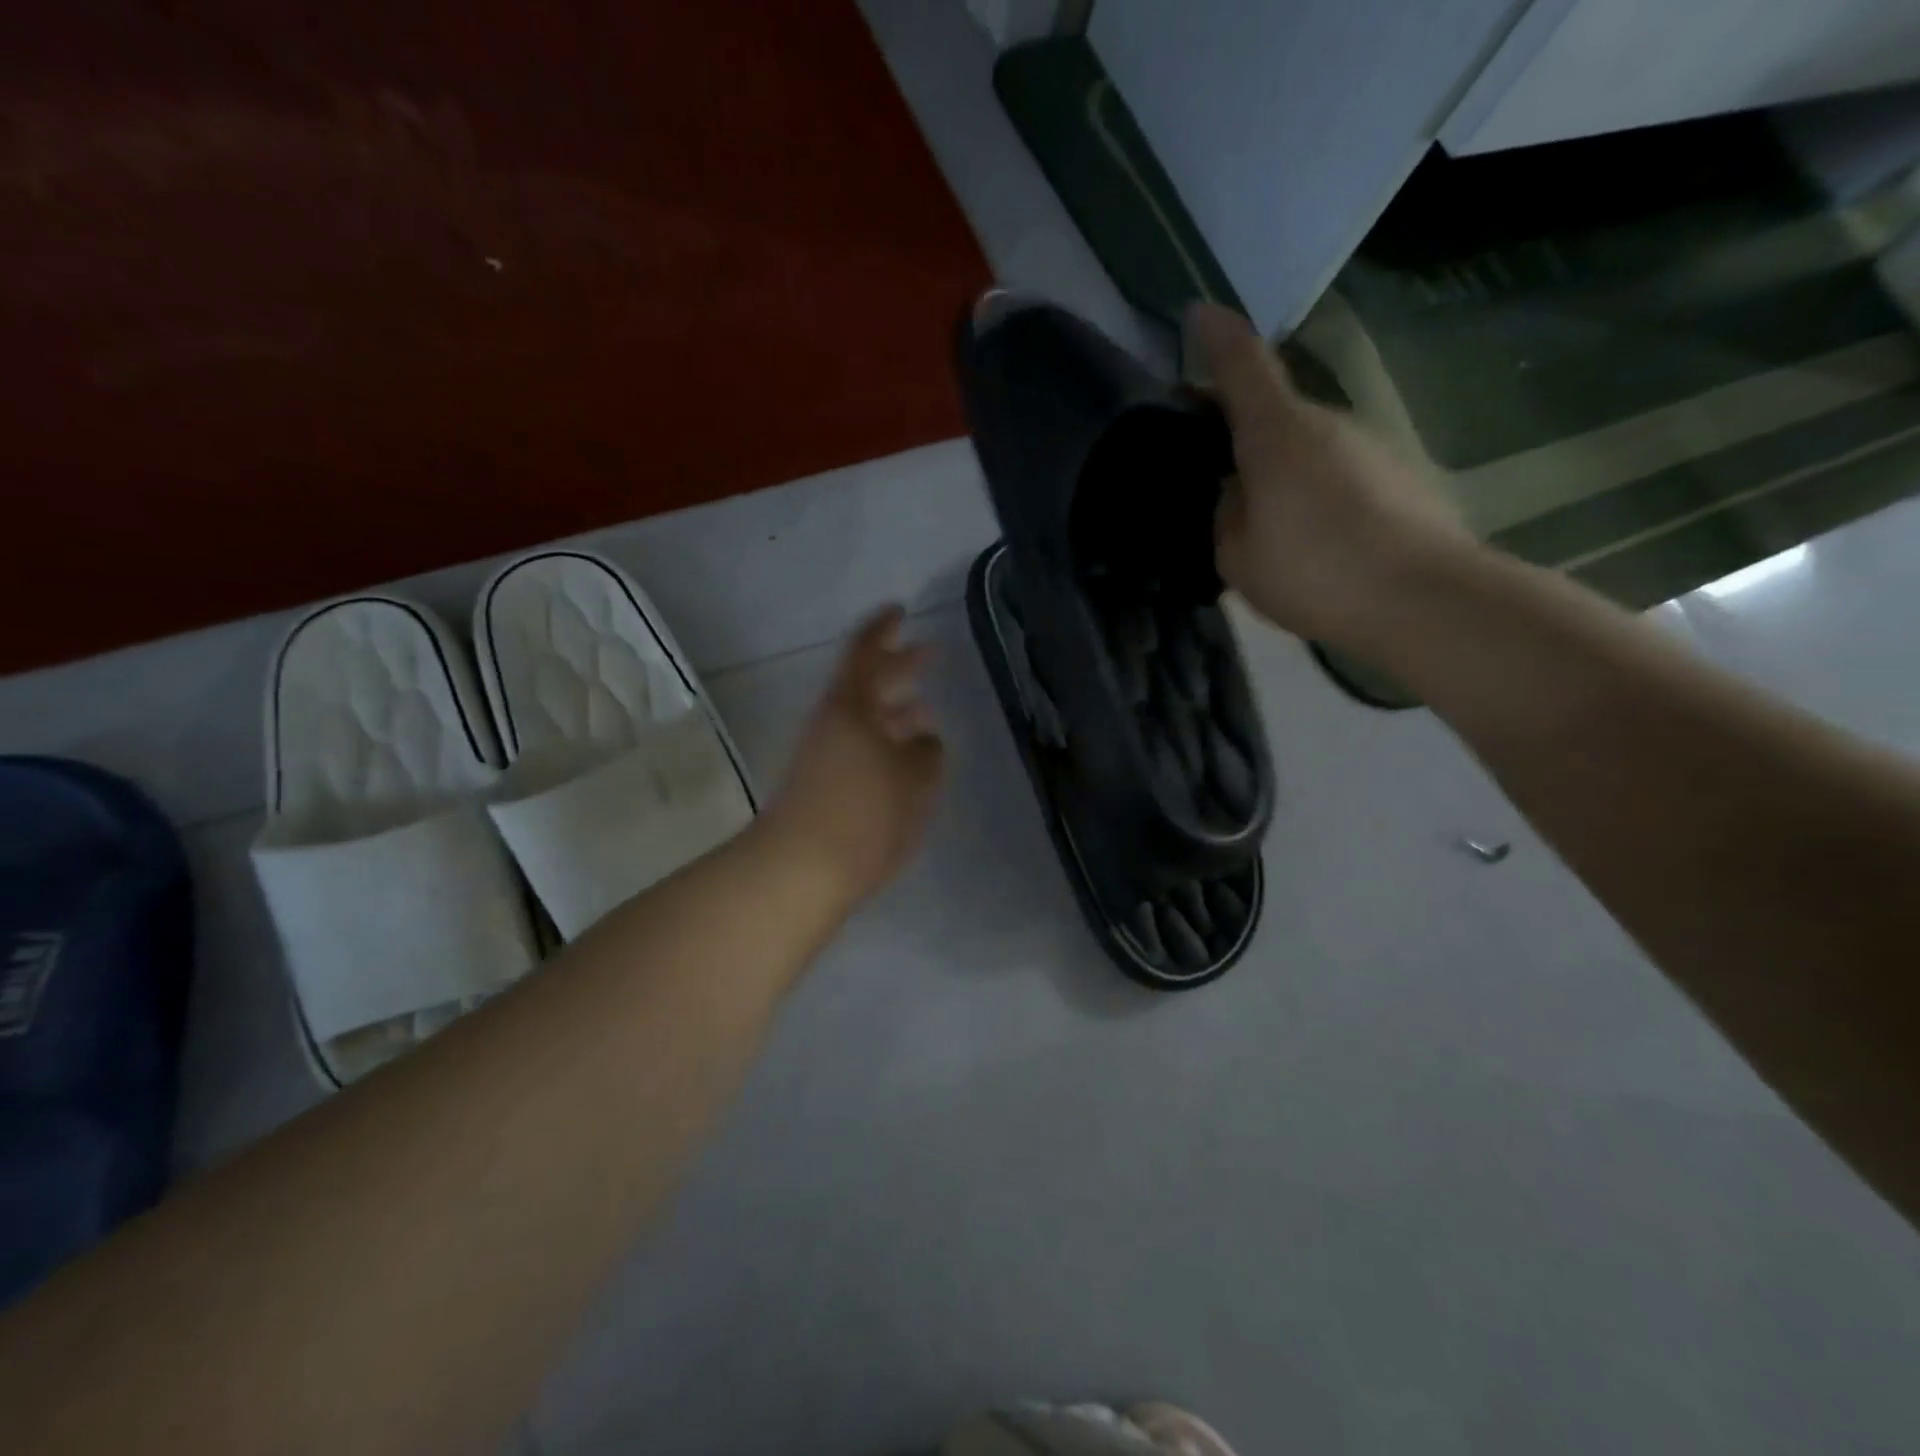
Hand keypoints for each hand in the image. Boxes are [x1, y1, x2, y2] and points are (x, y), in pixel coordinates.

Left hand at [764, 606, 945, 904]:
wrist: (800, 871)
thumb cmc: (862, 814)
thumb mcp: (913, 780)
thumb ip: (927, 753)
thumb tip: (925, 741)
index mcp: (851, 707)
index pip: (866, 652)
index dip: (884, 628)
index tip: (901, 610)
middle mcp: (832, 723)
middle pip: (866, 683)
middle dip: (899, 666)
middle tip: (929, 653)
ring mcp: (822, 755)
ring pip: (864, 719)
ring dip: (894, 710)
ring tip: (927, 712)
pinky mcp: (821, 786)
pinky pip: (859, 748)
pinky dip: (884, 743)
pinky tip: (905, 760)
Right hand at [1189, 303, 1475, 648]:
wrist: (1424, 598)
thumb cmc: (1314, 571)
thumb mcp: (1237, 555)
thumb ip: (1226, 513)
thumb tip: (1237, 492)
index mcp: (1276, 432)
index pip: (1242, 363)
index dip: (1215, 336)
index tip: (1197, 314)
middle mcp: (1323, 422)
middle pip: (1269, 406)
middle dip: (1233, 421)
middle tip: (1202, 456)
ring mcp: (1365, 444)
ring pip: (1301, 442)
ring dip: (1272, 462)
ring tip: (1252, 512)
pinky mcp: (1393, 473)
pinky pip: (1331, 469)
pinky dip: (1306, 486)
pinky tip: (1302, 533)